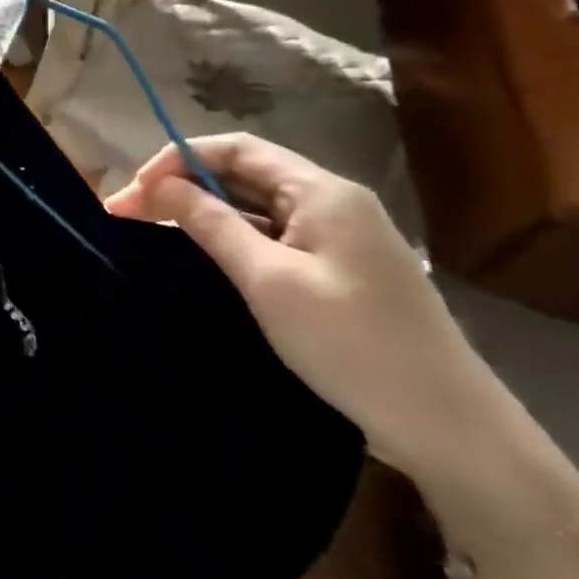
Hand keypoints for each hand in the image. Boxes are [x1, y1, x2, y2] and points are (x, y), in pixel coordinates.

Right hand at [105, 133, 502, 483]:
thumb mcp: (268, 280)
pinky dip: (228, 234)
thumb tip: (158, 185)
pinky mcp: (337, 268)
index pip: (234, 148)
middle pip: (242, 172)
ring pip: (253, 204)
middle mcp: (331, 202)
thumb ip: (210, 223)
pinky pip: (270, 233)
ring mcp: (337, 236)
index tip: (133, 192)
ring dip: (200, 210)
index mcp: (322, 192)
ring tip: (151, 230)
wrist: (451, 429)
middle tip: (126, 214)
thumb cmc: (353, 345)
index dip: (176, 160)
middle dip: (180, 185)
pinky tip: (200, 253)